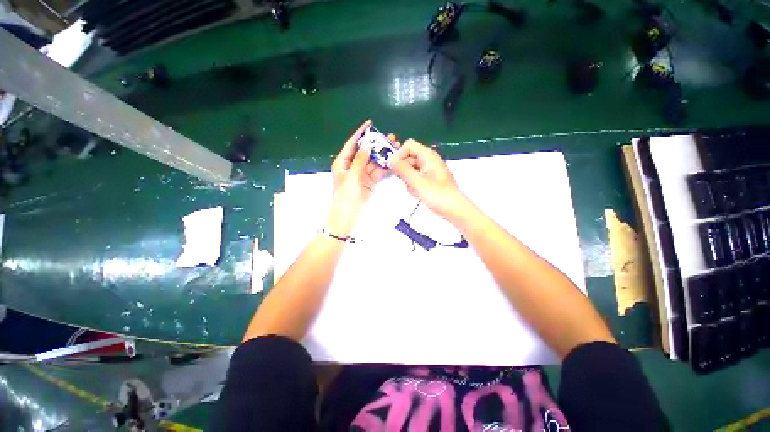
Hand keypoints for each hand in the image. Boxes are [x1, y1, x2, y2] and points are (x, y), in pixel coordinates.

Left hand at [328, 120, 395, 236]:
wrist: (347, 216)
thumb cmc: (346, 196)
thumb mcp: (352, 176)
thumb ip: (360, 160)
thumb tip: (367, 145)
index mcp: (343, 162)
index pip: (352, 144)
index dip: (361, 133)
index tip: (370, 123)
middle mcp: (352, 166)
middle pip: (365, 152)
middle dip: (376, 144)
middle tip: (390, 137)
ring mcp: (362, 175)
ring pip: (373, 161)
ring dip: (382, 155)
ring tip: (395, 147)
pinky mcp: (369, 182)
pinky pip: (378, 172)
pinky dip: (384, 167)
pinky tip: (393, 161)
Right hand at [389, 139, 469, 222]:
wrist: (454, 209)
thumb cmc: (437, 195)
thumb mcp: (417, 182)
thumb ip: (402, 169)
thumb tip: (389, 159)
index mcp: (428, 156)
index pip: (409, 146)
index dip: (399, 154)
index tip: (393, 167)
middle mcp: (429, 160)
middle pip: (409, 158)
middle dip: (404, 170)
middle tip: (405, 182)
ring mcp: (429, 170)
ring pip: (411, 170)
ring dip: (408, 180)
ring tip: (415, 190)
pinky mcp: (429, 180)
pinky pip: (416, 178)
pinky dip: (414, 185)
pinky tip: (418, 193)